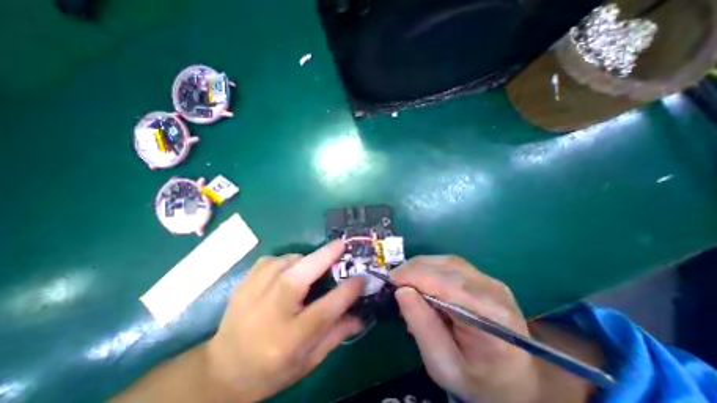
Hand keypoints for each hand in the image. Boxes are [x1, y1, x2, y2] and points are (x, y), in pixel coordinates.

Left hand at [206, 241, 363, 400]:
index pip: (324, 310)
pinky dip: (286, 260)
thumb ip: (337, 335)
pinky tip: (287, 271)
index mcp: (289, 339)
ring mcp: (252, 294)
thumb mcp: (308, 360)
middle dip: (324, 257)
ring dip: (305, 259)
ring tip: (312, 267)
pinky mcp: (244, 282)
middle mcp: (270, 313)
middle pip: (299, 277)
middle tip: (341, 244)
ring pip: (287, 262)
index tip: (361, 277)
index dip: (347, 291)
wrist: (222, 371)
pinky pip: (273, 260)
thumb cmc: (272, 369)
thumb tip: (361, 315)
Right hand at [392, 257, 600, 402]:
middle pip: (445, 266)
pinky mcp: (485, 277)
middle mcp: (493, 291)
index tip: (389, 281)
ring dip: (420, 267)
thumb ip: (422, 326)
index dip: (413, 276)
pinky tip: (423, 281)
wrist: (517, 378)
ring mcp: (491, 280)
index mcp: (489, 318)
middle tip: (395, 282)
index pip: (445, 284)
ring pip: (446, 261)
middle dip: (413, 270)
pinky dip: (430, 268)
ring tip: (406, 281)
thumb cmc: (478, 379)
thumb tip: (401, 290)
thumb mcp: (443, 365)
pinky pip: (450, 264)